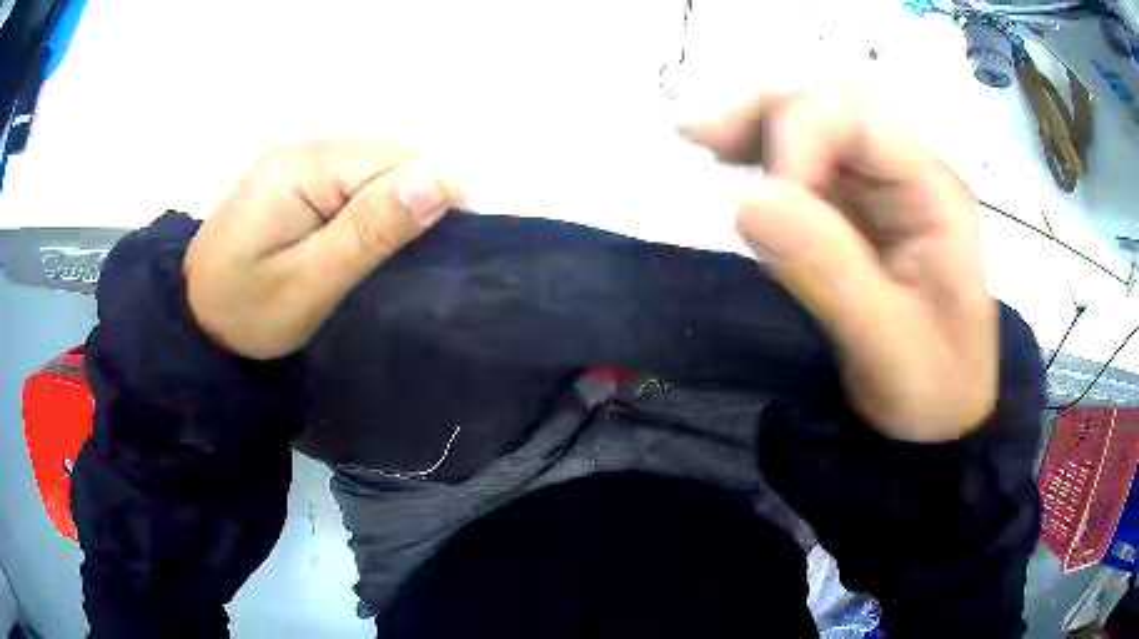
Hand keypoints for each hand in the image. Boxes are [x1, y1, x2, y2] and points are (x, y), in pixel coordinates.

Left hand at [183, 141, 463, 359]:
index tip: (441, 253)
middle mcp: (304, 148)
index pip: (399, 160)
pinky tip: (356, 242)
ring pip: (372, 169)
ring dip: (390, 207)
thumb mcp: (309, 282)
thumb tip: (441, 179)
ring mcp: (295, 161)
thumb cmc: (246, 312)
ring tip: (382, 258)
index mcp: (306, 167)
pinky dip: (366, 209)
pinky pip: (349, 180)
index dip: (433, 198)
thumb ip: (370, 229)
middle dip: (411, 203)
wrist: (191, 320)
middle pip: (388, 158)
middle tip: (405, 266)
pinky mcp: (291, 178)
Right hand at [682, 89, 995, 441]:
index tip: (757, 202)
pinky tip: (719, 146)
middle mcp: (907, 173)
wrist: (942, 418)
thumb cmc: (932, 391)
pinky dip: (756, 148)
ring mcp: (880, 188)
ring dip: (750, 121)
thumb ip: (830, 273)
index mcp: (933, 192)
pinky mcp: (854, 210)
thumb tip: (746, 202)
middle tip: (693, 131)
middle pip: (831, 105)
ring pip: (813, 124)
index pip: (858, 120)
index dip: (797, 139)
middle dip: (761, 111)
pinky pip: (804, 161)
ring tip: (692, 131)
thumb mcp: (889, 347)